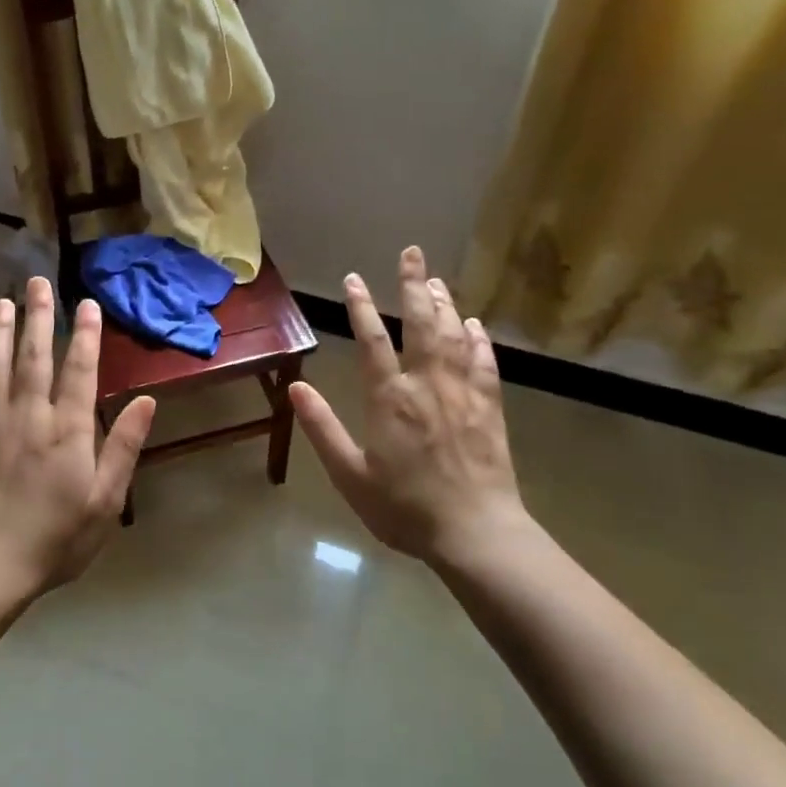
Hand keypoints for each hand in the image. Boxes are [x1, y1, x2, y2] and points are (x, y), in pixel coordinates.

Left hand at [0, 277, 155, 596]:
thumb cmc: (59, 537)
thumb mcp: (106, 500)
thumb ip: (124, 447)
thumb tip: (146, 400)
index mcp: (68, 430)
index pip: (79, 371)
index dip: (85, 335)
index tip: (86, 303)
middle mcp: (30, 418)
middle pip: (34, 358)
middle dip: (38, 318)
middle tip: (36, 282)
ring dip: (0, 335)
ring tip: (2, 303)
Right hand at [288, 247, 530, 565]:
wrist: (475, 533)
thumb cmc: (404, 508)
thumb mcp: (350, 475)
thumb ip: (322, 428)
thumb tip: (295, 388)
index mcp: (390, 399)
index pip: (372, 341)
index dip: (361, 307)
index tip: (353, 279)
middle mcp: (427, 385)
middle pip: (421, 324)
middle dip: (413, 286)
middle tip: (412, 253)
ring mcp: (463, 394)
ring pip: (454, 337)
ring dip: (445, 304)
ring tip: (436, 280)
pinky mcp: (490, 409)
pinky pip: (485, 365)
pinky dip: (479, 341)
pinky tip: (475, 326)